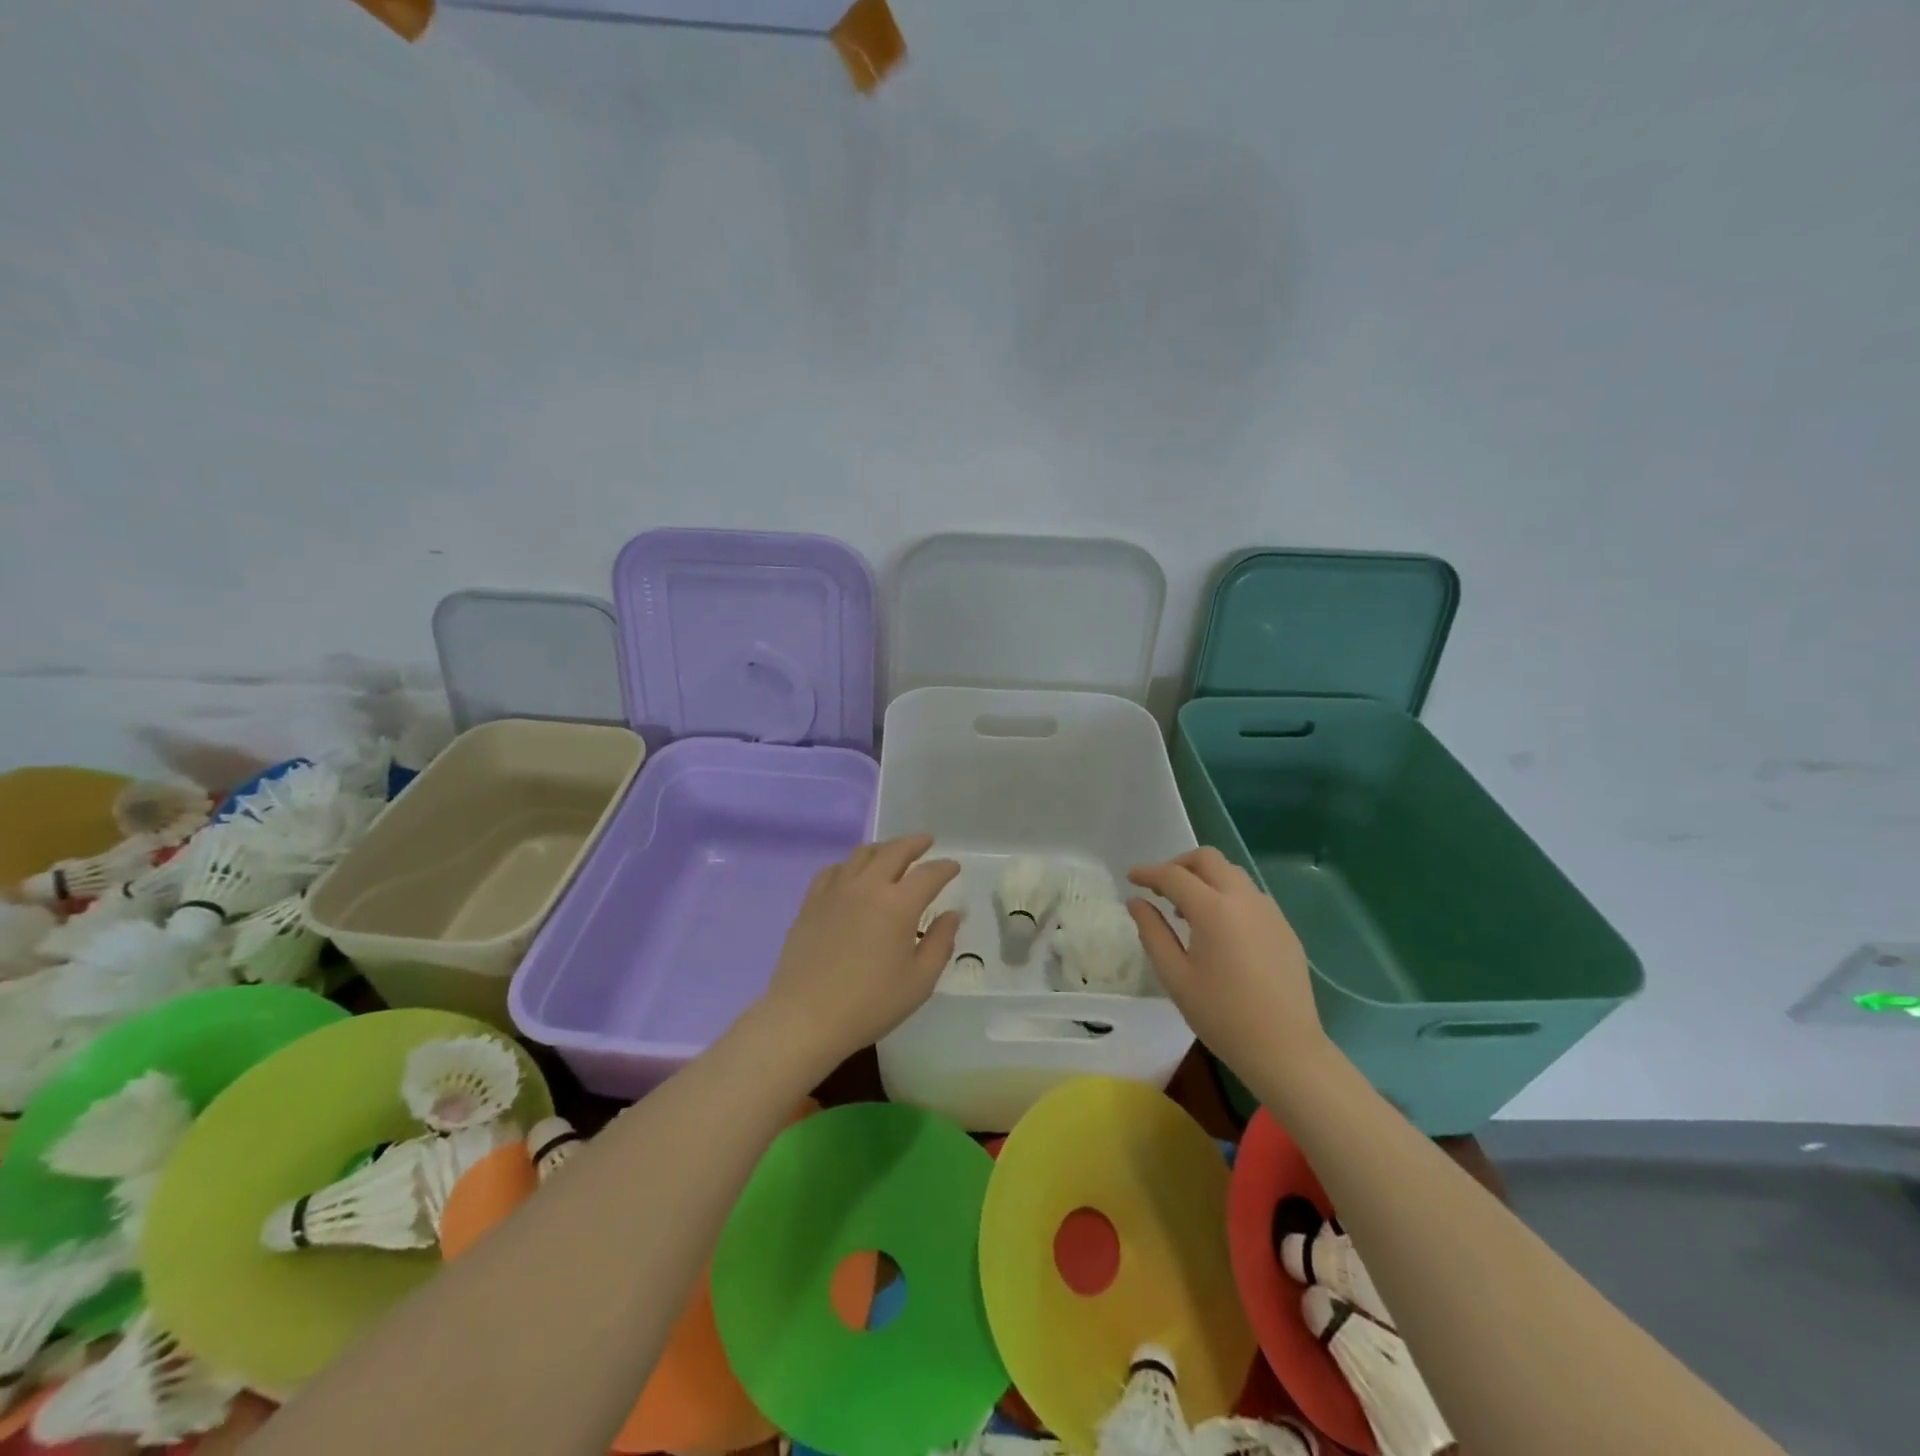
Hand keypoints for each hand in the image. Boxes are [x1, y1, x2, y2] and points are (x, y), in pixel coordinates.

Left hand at [753, 835, 960, 1073]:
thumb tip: (952, 914)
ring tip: (892, 853)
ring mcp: (835, 891)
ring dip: (883, 848)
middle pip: (894, 851)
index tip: (954, 866)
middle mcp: (867, 886)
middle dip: (915, 843)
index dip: (945, 868)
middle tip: (927, 842)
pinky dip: (850, 864)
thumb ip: (940, 942)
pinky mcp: (811, 902)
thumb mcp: (919, 981)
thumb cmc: (870, 1003)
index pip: (929, 874)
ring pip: (862, 854)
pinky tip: (852, 873)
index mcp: (898, 904)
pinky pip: (833, 869)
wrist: (806, 1017)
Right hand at [1128, 848, 1330, 1078]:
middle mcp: (1244, 899)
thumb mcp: (1175, 976)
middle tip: (1160, 888)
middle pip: (1208, 859)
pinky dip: (1226, 896)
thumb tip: (1136, 902)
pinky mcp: (1284, 927)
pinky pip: (1250, 895)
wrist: (1285, 1049)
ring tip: (1187, 910)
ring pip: (1231, 874)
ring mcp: (1269, 911)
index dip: (1148, 872)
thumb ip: (1153, 932)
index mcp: (1214, 910)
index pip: (1174, 875)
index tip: (1131, 878)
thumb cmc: (1222, 1016)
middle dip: (1179, 864)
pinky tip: (1219, 929)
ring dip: (1204, 878)